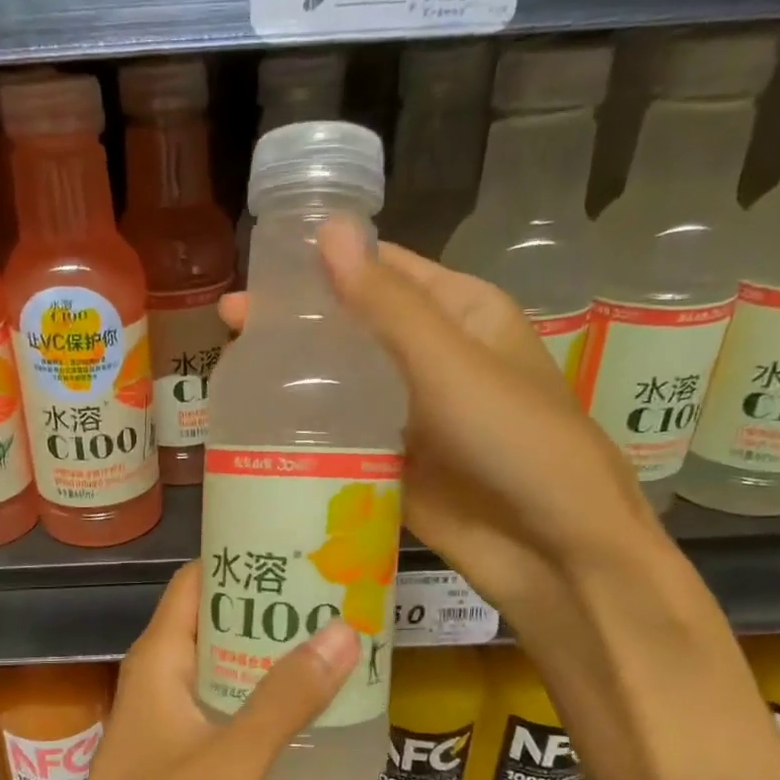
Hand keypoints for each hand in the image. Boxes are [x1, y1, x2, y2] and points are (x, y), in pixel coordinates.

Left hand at [51, 563, 357, 779]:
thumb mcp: (231, 758)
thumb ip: (286, 699)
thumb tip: (345, 630)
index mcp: (161, 654)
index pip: (197, 578)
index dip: (242, 556)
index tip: (300, 548)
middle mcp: (161, 670)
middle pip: (216, 616)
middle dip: (270, 604)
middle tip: (335, 594)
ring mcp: (168, 709)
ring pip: (222, 660)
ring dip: (268, 650)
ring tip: (333, 639)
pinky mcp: (178, 744)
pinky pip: (223, 699)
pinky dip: (259, 691)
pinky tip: (304, 702)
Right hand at [219, 221, 657, 631]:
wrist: (552, 551)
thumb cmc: (515, 440)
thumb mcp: (449, 363)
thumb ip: (385, 304)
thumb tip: (327, 228)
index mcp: (459, 312)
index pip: (382, 269)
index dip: (323, 261)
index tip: (257, 264)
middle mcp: (432, 357)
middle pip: (355, 327)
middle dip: (298, 323)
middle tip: (228, 323)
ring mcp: (410, 413)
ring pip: (344, 383)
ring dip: (297, 377)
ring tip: (229, 369)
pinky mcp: (392, 463)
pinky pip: (344, 435)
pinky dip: (308, 429)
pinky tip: (259, 426)